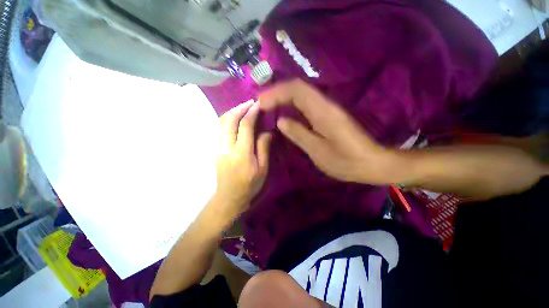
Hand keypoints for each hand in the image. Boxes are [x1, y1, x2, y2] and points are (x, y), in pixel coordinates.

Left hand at [214, 100, 272, 217]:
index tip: (258, 105)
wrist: (229, 196)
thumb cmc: (249, 184)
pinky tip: (235, 118)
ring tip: (243, 107)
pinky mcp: (216, 148)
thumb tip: (267, 131)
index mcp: (242, 153)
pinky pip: (219, 128)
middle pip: (229, 120)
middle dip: (240, 107)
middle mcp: (227, 147)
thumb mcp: (262, 169)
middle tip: (250, 102)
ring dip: (232, 111)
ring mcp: (218, 147)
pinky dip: (227, 118)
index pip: (245, 126)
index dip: (252, 113)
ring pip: (221, 122)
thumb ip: (264, 147)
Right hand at [259, 79, 397, 184]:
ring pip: (302, 93)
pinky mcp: (329, 115)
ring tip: (268, 106)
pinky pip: (306, 103)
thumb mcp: (318, 151)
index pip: (296, 91)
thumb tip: (281, 121)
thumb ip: (299, 134)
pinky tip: (285, 111)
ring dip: (284, 96)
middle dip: (277, 92)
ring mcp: (328, 108)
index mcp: (322, 112)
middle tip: (261, 104)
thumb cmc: (345, 161)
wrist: (371, 162)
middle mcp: (325, 104)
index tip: (261, 103)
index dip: (276, 93)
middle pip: (298, 88)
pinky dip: (292, 104)